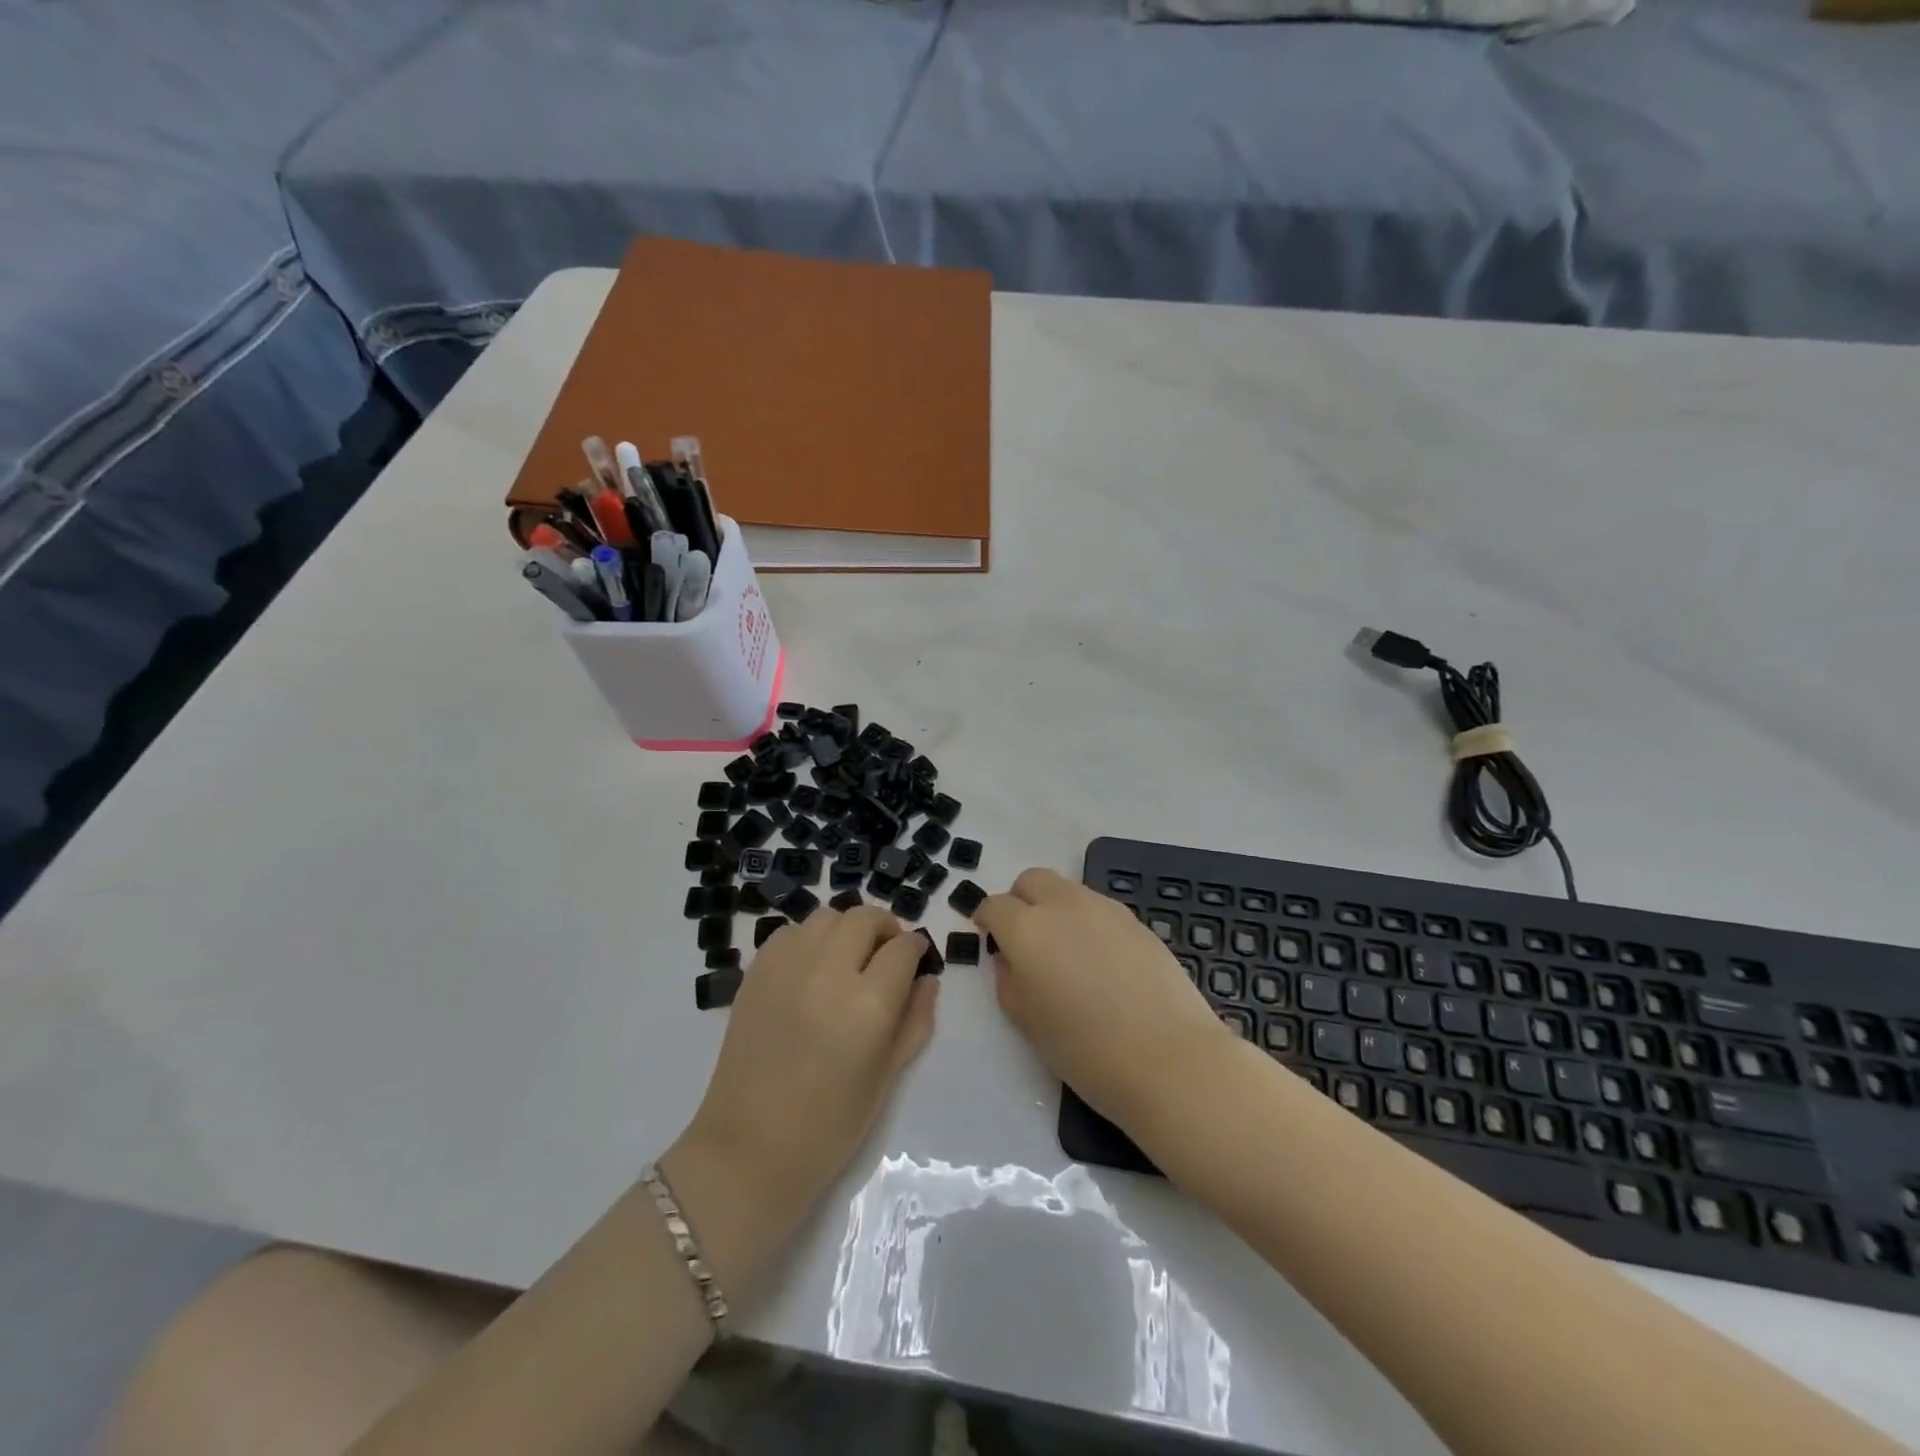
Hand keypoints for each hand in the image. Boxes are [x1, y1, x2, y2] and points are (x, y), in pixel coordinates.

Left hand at [677, 907, 937, 1216]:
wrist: (750, 1149)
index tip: (917, 960)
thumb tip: (927, 980)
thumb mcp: (888, 1076)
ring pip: (827, 917)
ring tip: (848, 959)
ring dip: (846, 930)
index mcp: (868, 1003)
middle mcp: (828, 971)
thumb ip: (915, 1020)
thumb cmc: (830, 1125)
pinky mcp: (756, 973)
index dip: (916, 950)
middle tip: (886, 955)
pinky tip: (811, 969)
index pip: (903, 948)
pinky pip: (790, 933)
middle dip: (885, 929)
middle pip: (865, 918)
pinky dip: (809, 940)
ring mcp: (786, 967)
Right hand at [973, 868, 1229, 1133]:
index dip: (987, 920)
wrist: (1168, 1058)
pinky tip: (1100, 962)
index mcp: (1027, 929)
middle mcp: (1062, 905)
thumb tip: (1011, 958)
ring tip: (1066, 953)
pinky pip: (1098, 908)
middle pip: (1031, 880)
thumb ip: (1008, 980)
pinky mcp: (1136, 920)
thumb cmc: (1086, 1050)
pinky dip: (1087, 922)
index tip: (989, 938)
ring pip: (1066, 890)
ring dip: (1055, 908)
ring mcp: (1104, 908)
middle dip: (1020, 901)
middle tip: (1025, 938)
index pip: (994, 905)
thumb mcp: (1027, 1022)